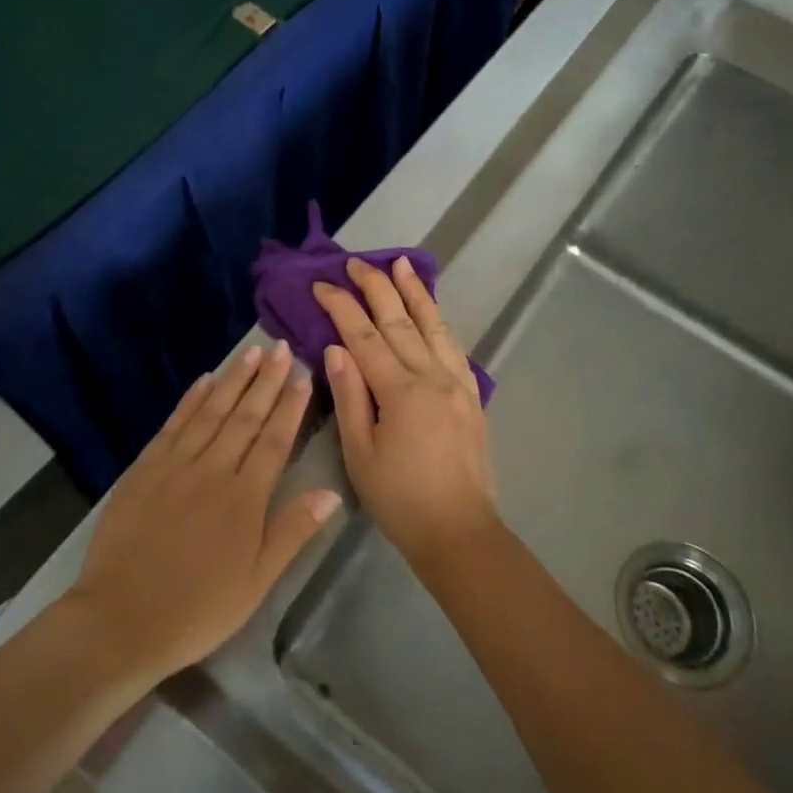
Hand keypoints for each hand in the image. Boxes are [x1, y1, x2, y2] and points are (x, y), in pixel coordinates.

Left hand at [68, 341, 340, 681]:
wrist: (120, 620)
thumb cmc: (197, 609)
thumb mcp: (257, 582)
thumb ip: (292, 532)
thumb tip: (331, 492)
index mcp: (244, 498)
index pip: (274, 441)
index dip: (290, 407)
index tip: (302, 376)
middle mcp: (212, 471)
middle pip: (244, 417)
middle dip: (266, 381)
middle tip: (280, 348)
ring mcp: (174, 466)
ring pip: (210, 413)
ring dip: (232, 381)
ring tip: (251, 352)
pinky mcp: (143, 470)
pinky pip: (172, 425)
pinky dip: (190, 401)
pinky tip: (203, 381)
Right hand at [314, 258, 499, 568]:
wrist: (458, 530)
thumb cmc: (399, 499)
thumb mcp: (360, 453)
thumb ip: (350, 396)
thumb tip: (336, 347)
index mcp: (400, 391)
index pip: (364, 336)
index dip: (341, 307)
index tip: (322, 284)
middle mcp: (432, 376)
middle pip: (400, 321)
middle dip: (376, 287)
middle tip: (356, 262)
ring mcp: (457, 383)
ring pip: (433, 325)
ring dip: (415, 292)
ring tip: (402, 264)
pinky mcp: (470, 395)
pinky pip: (453, 345)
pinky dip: (439, 320)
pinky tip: (430, 310)